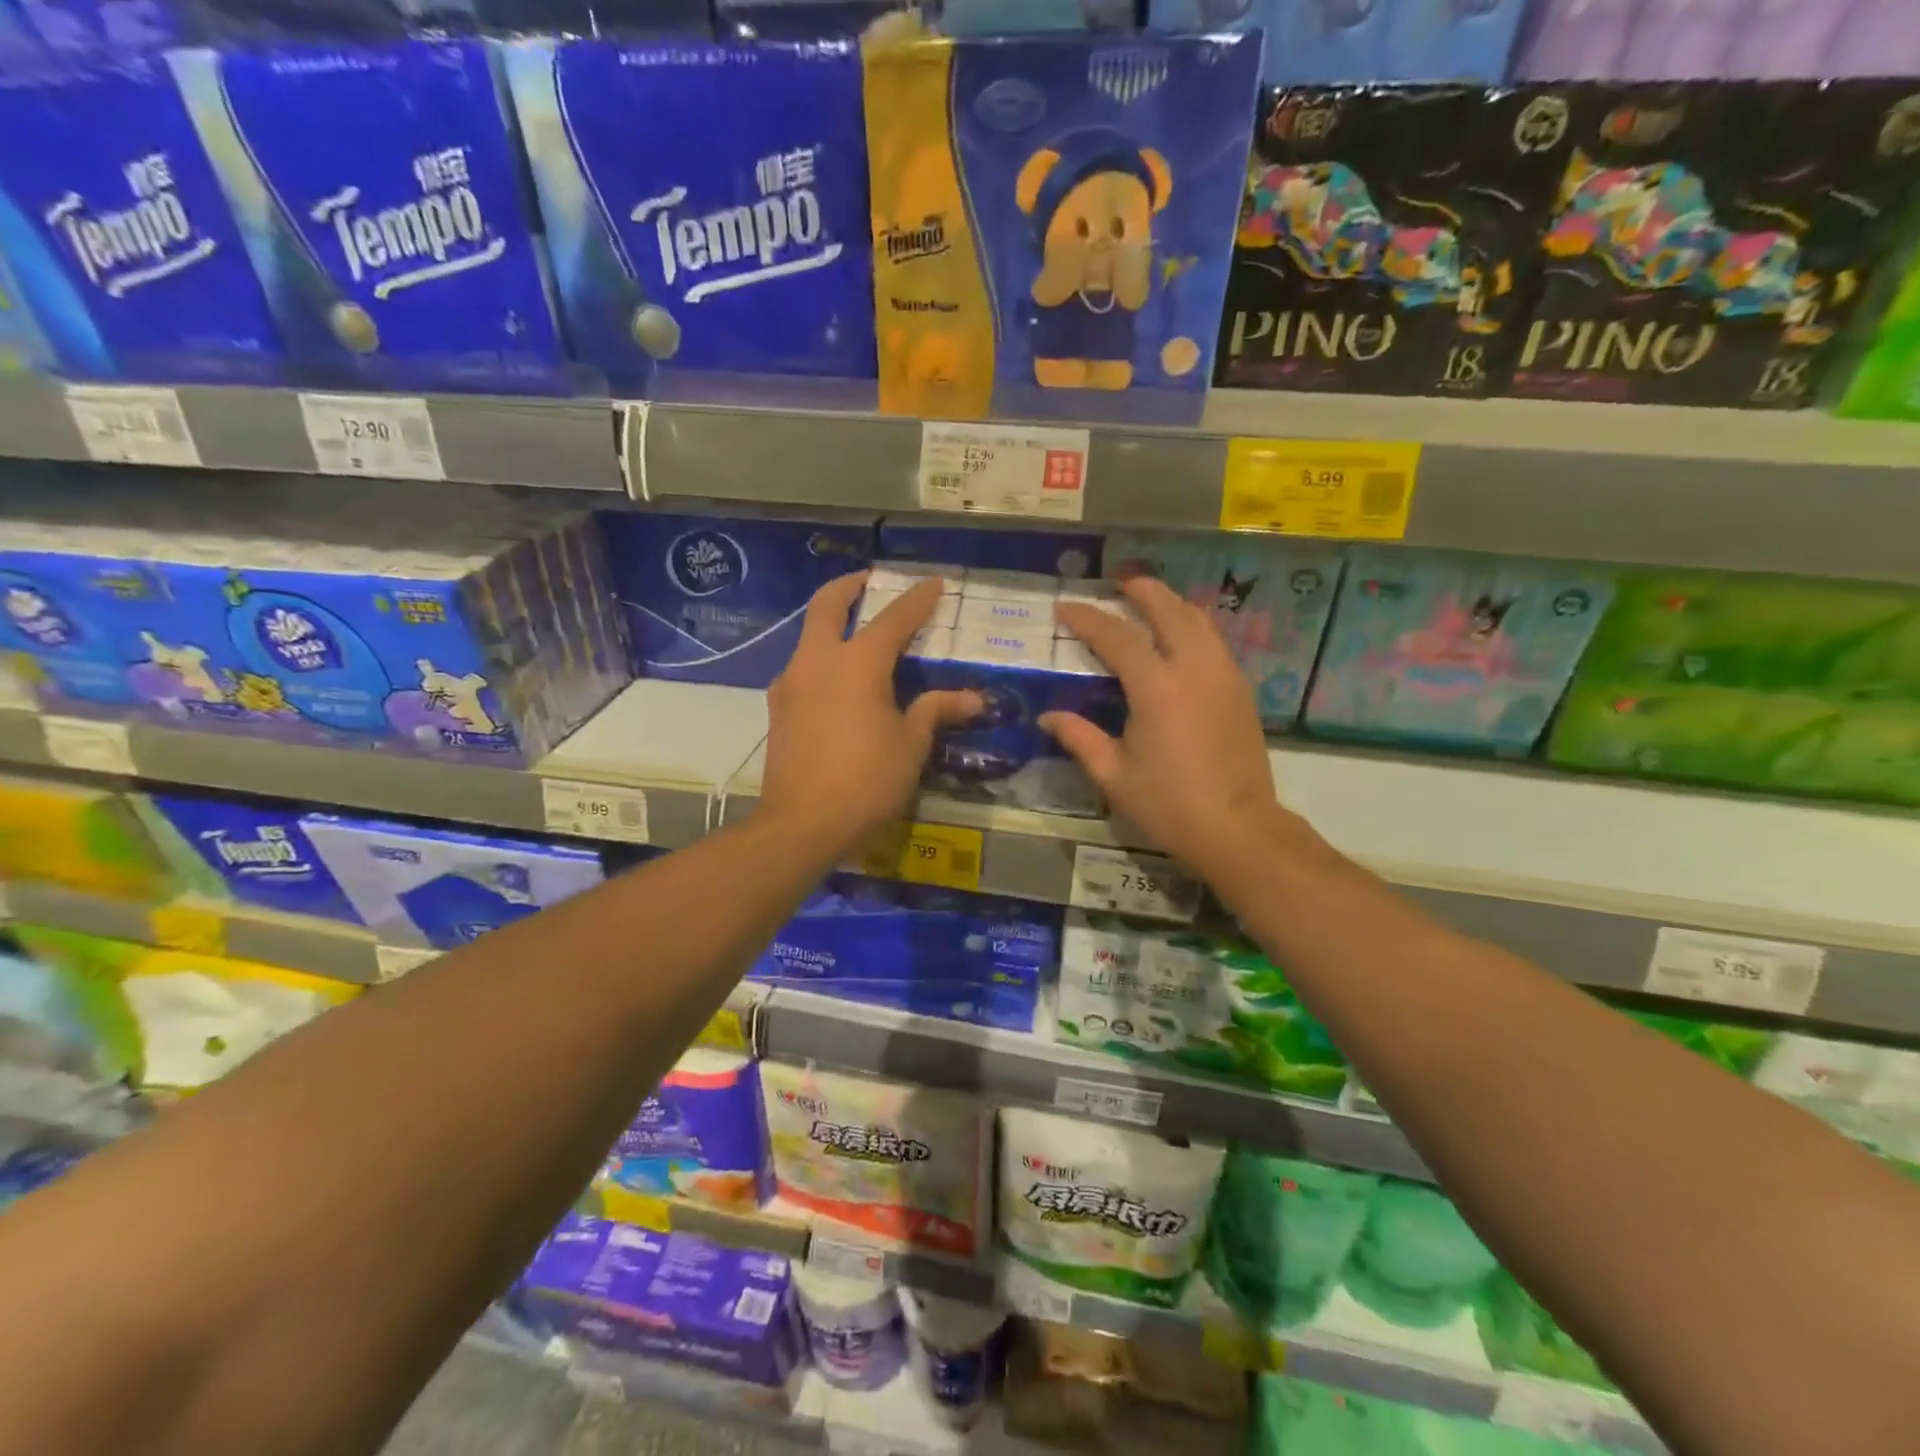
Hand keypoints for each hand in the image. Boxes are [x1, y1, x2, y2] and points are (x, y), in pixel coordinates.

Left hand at [759, 574, 979, 861]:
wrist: (803, 824)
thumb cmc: (867, 781)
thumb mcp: (911, 745)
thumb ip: (936, 710)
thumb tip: (972, 698)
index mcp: (858, 663)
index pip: (893, 618)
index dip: (917, 598)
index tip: (934, 583)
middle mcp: (818, 661)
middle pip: (826, 605)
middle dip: (849, 586)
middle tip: (869, 581)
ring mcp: (791, 683)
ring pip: (808, 636)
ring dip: (830, 624)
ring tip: (857, 635)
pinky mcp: (778, 708)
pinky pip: (802, 668)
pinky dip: (821, 659)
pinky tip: (838, 683)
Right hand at [1044, 577, 1284, 877]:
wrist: (1238, 828)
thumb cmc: (1169, 805)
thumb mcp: (1113, 776)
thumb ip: (1079, 738)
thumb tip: (1048, 717)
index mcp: (1156, 687)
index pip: (1116, 636)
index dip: (1088, 618)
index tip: (1065, 607)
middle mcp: (1193, 668)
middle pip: (1169, 610)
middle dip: (1142, 591)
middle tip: (1119, 583)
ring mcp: (1223, 675)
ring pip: (1199, 620)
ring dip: (1172, 603)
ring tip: (1150, 600)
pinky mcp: (1240, 689)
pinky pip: (1214, 640)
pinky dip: (1192, 625)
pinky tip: (1180, 637)